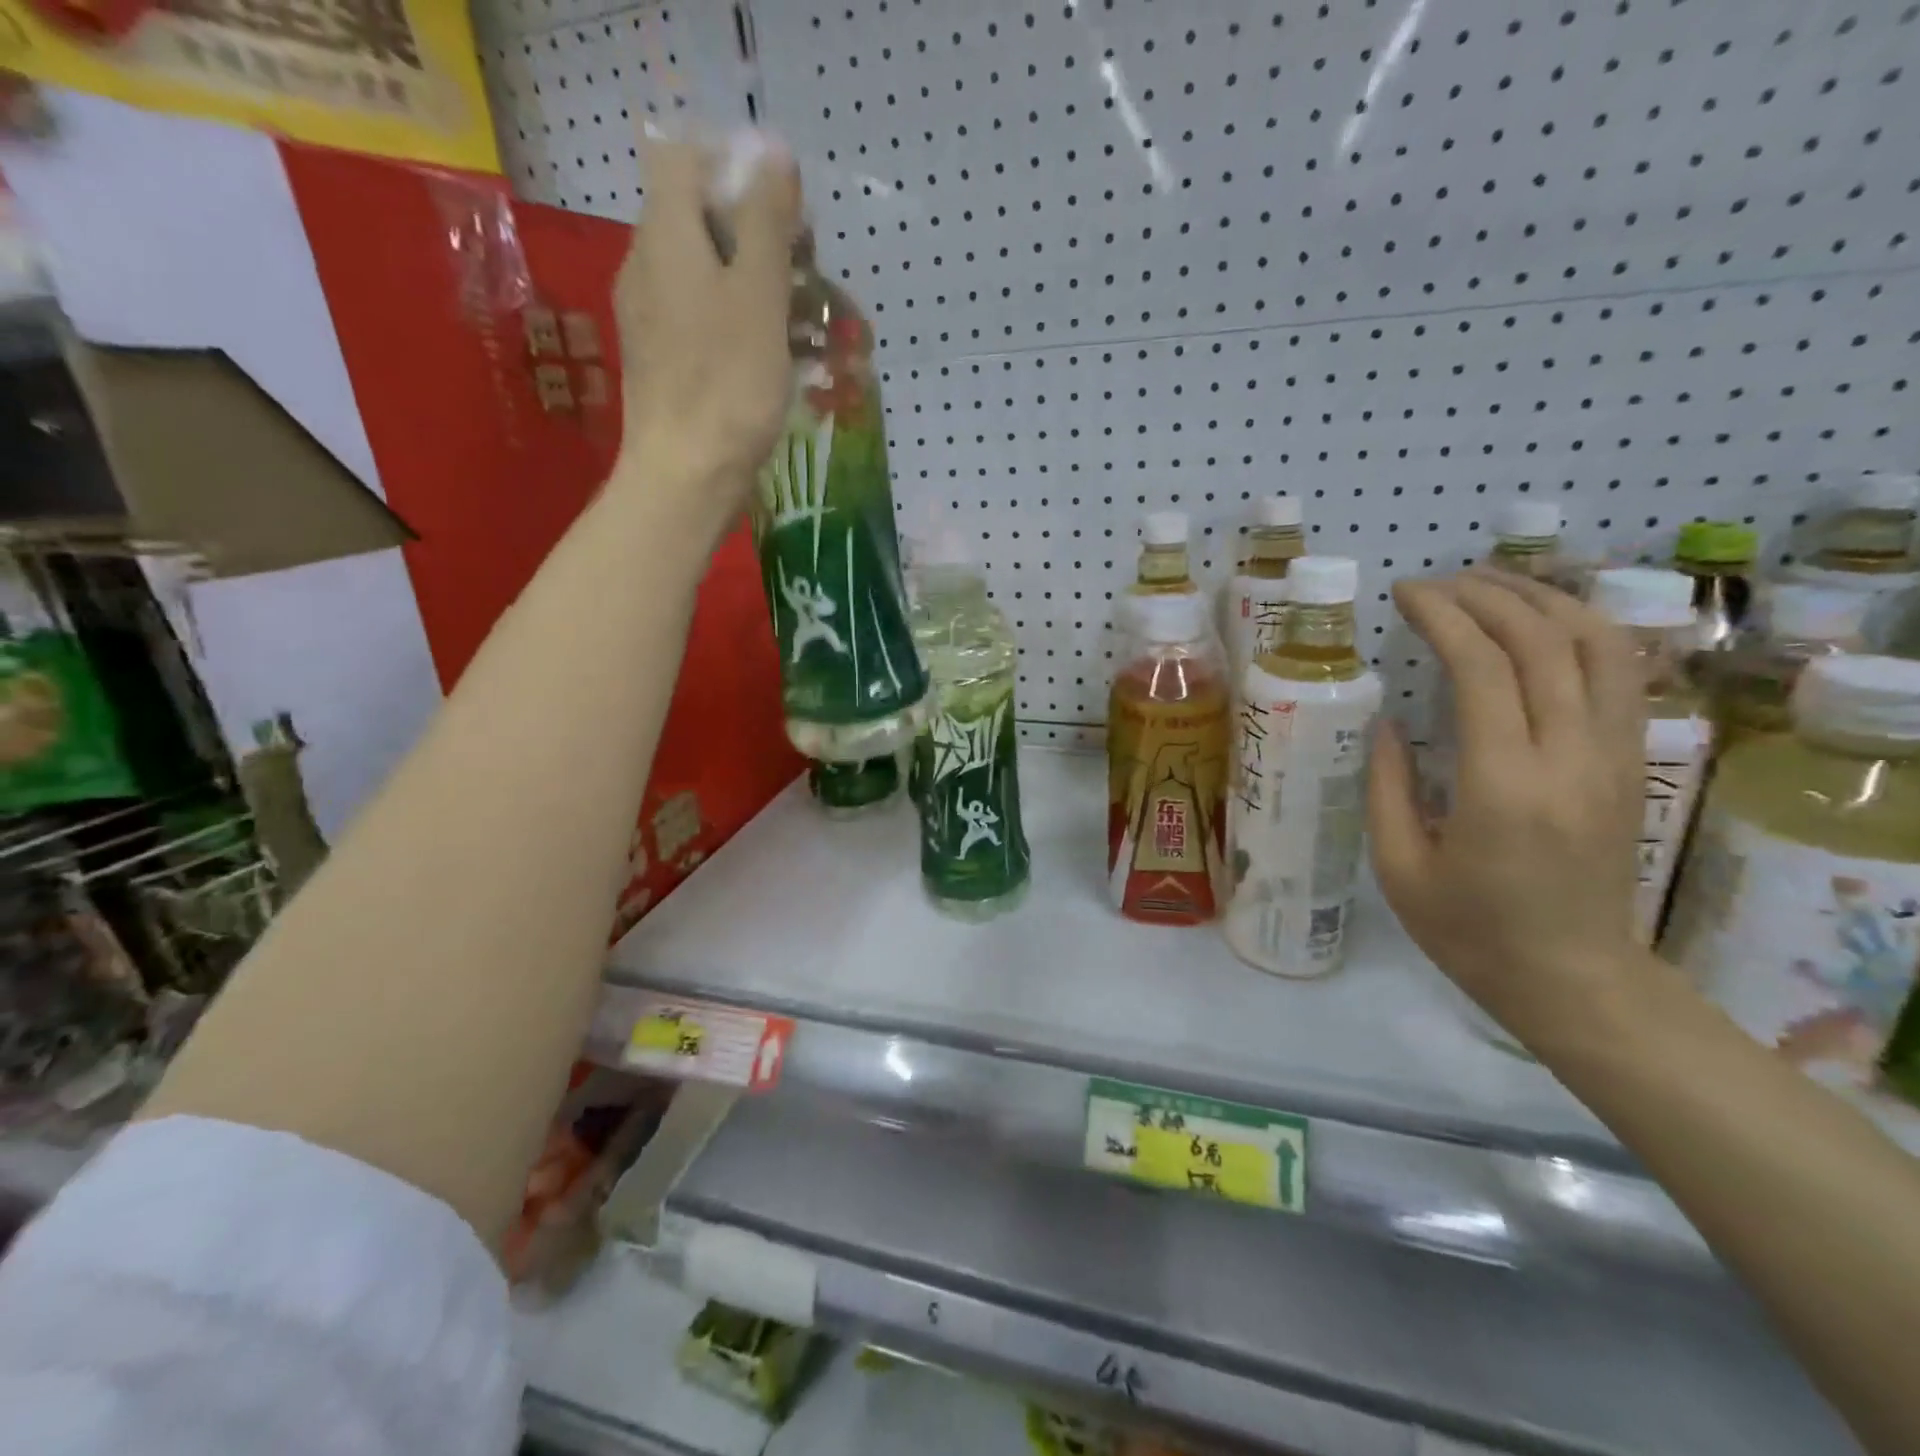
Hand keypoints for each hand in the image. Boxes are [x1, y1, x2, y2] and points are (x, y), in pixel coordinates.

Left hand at [613, 131, 801, 541]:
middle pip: (707, 221)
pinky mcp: (668, 361)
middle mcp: (651, 266)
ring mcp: (656, 317)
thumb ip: (765, 222)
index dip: (738, 169)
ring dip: (769, 290)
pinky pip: (710, 322)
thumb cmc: (728, 384)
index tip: (788, 213)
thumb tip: (771, 151)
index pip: (686, 158)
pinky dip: (751, 328)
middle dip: (767, 240)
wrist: (686, 477)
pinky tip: (790, 361)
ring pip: (715, 277)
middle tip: (815, 278)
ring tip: (821, 329)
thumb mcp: (758, 296)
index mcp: (667, 236)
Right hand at [1367, 570, 1648, 1042]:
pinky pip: (1621, 676)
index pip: (1484, 668)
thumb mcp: (1397, 866)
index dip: (1444, 616)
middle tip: (1438, 582)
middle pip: (1545, 642)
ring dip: (1545, 601)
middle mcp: (1569, 758)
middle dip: (1489, 595)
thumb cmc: (1469, 931)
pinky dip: (1585, 632)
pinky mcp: (1631, 765)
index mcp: (1503, 786)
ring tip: (1493, 585)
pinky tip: (1545, 623)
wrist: (1574, 980)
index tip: (1407, 593)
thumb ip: (1386, 786)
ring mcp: (1614, 758)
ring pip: (1600, 647)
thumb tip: (1388, 720)